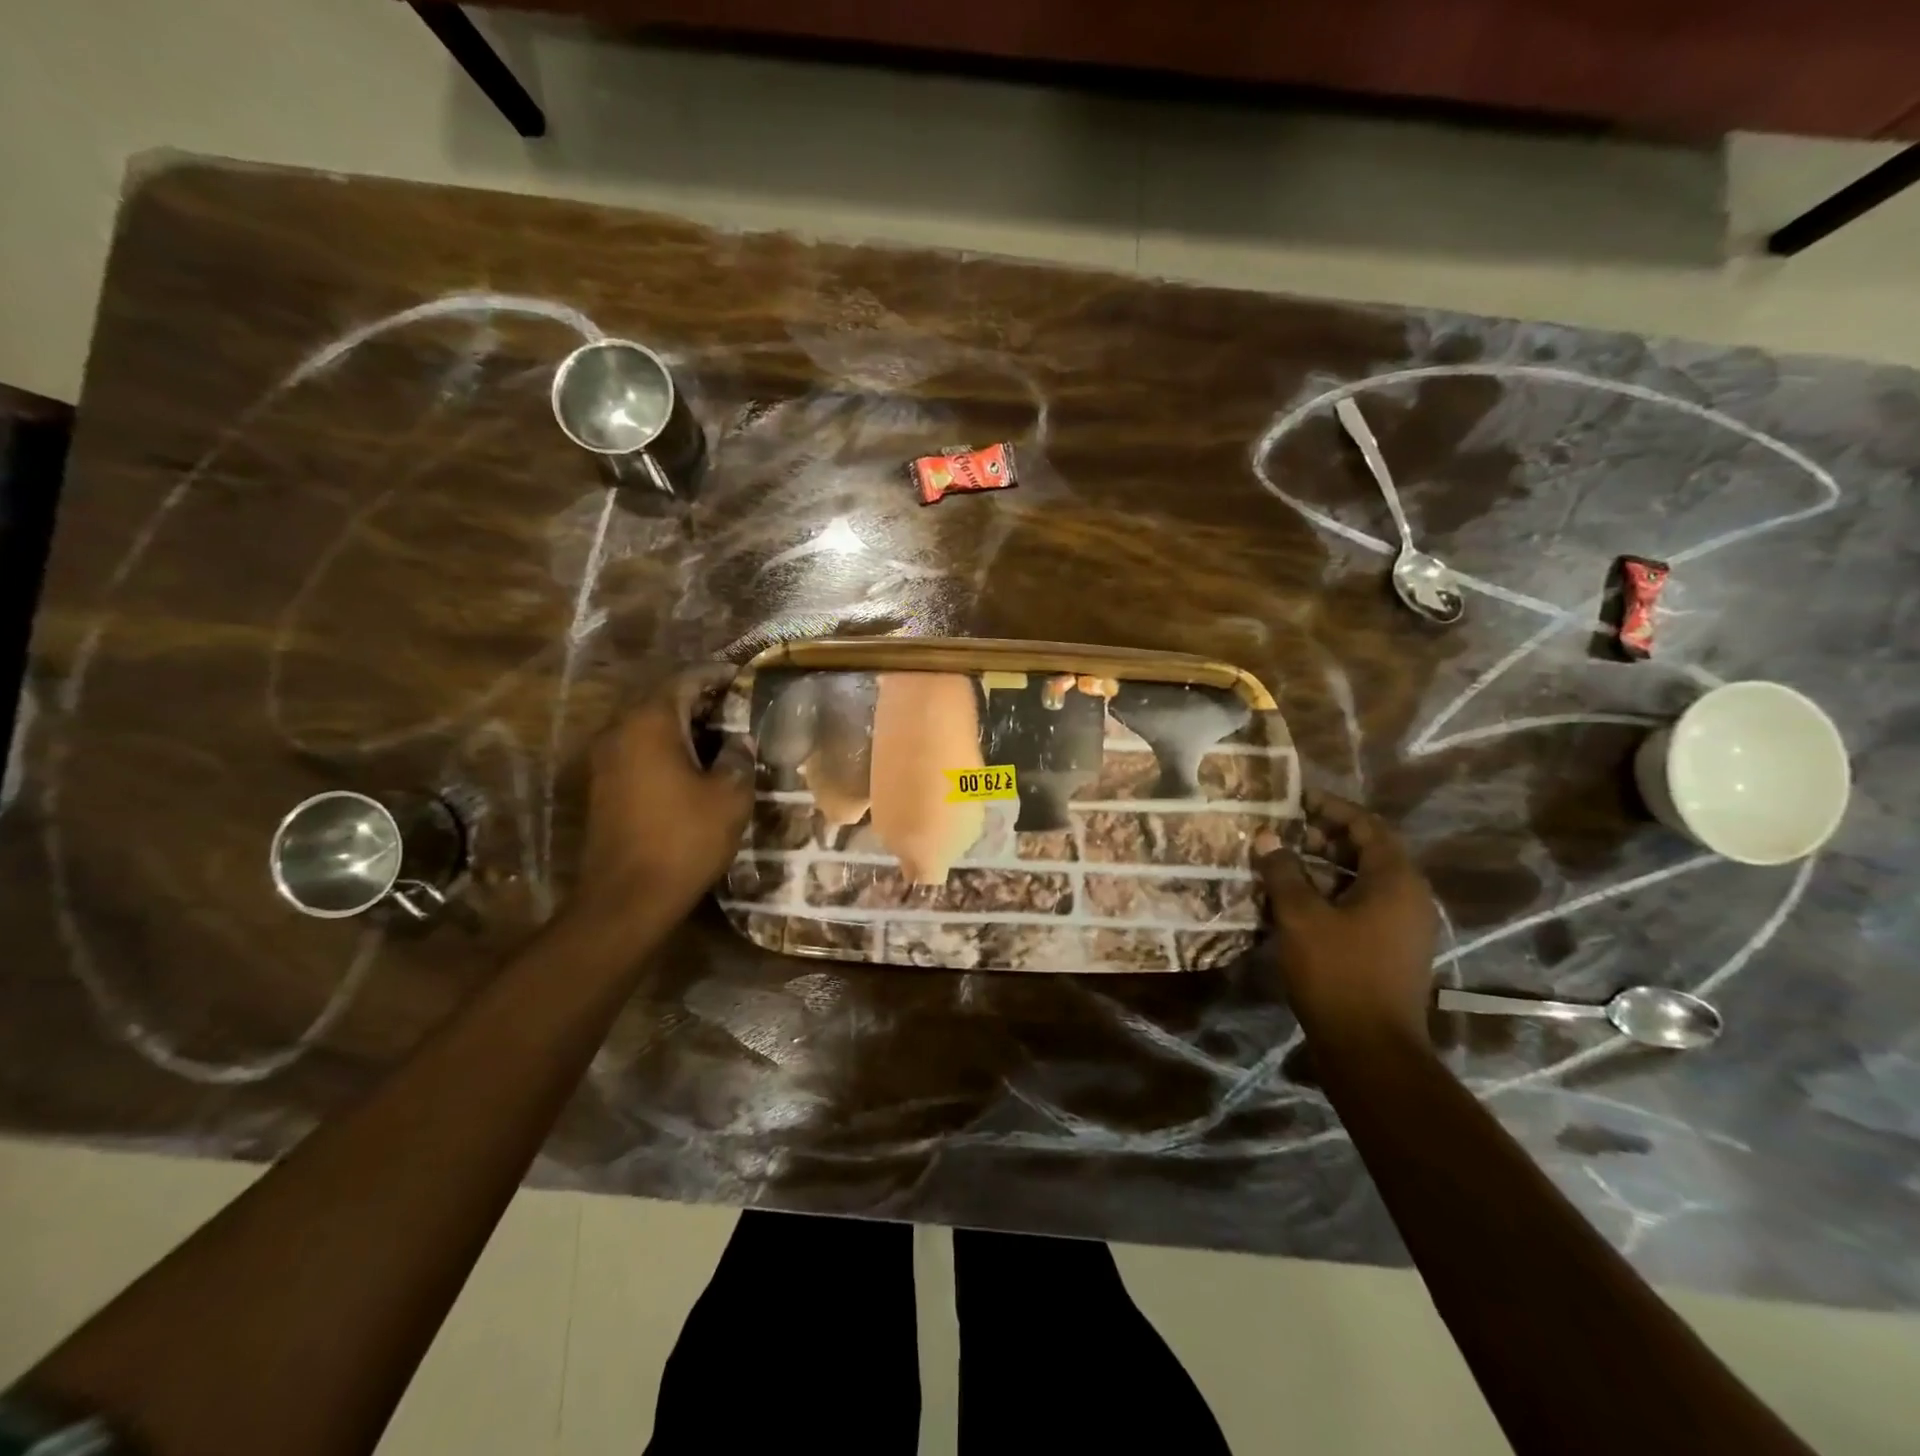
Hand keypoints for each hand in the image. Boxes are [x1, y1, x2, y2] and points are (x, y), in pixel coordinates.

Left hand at [571, 665, 752, 922]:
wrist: (628, 897)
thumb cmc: (685, 838)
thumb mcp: (729, 795)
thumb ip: (738, 757)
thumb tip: (738, 741)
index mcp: (650, 723)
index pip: (685, 680)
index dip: (716, 675)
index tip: (742, 676)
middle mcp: (620, 731)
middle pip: (662, 699)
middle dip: (700, 699)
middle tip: (736, 705)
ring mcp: (606, 759)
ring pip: (649, 726)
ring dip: (683, 725)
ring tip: (722, 734)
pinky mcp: (604, 786)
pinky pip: (639, 750)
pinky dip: (667, 747)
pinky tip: (695, 764)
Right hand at [1255, 793, 1438, 1045]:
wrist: (1371, 1049)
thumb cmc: (1338, 973)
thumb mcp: (1301, 917)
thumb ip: (1283, 872)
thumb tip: (1269, 838)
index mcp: (1396, 880)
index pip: (1367, 825)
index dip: (1331, 808)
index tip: (1296, 800)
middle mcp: (1408, 897)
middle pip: (1367, 851)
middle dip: (1324, 837)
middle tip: (1284, 832)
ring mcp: (1401, 927)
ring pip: (1361, 881)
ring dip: (1323, 868)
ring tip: (1280, 863)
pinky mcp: (1389, 950)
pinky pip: (1360, 906)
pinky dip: (1329, 895)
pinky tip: (1293, 902)